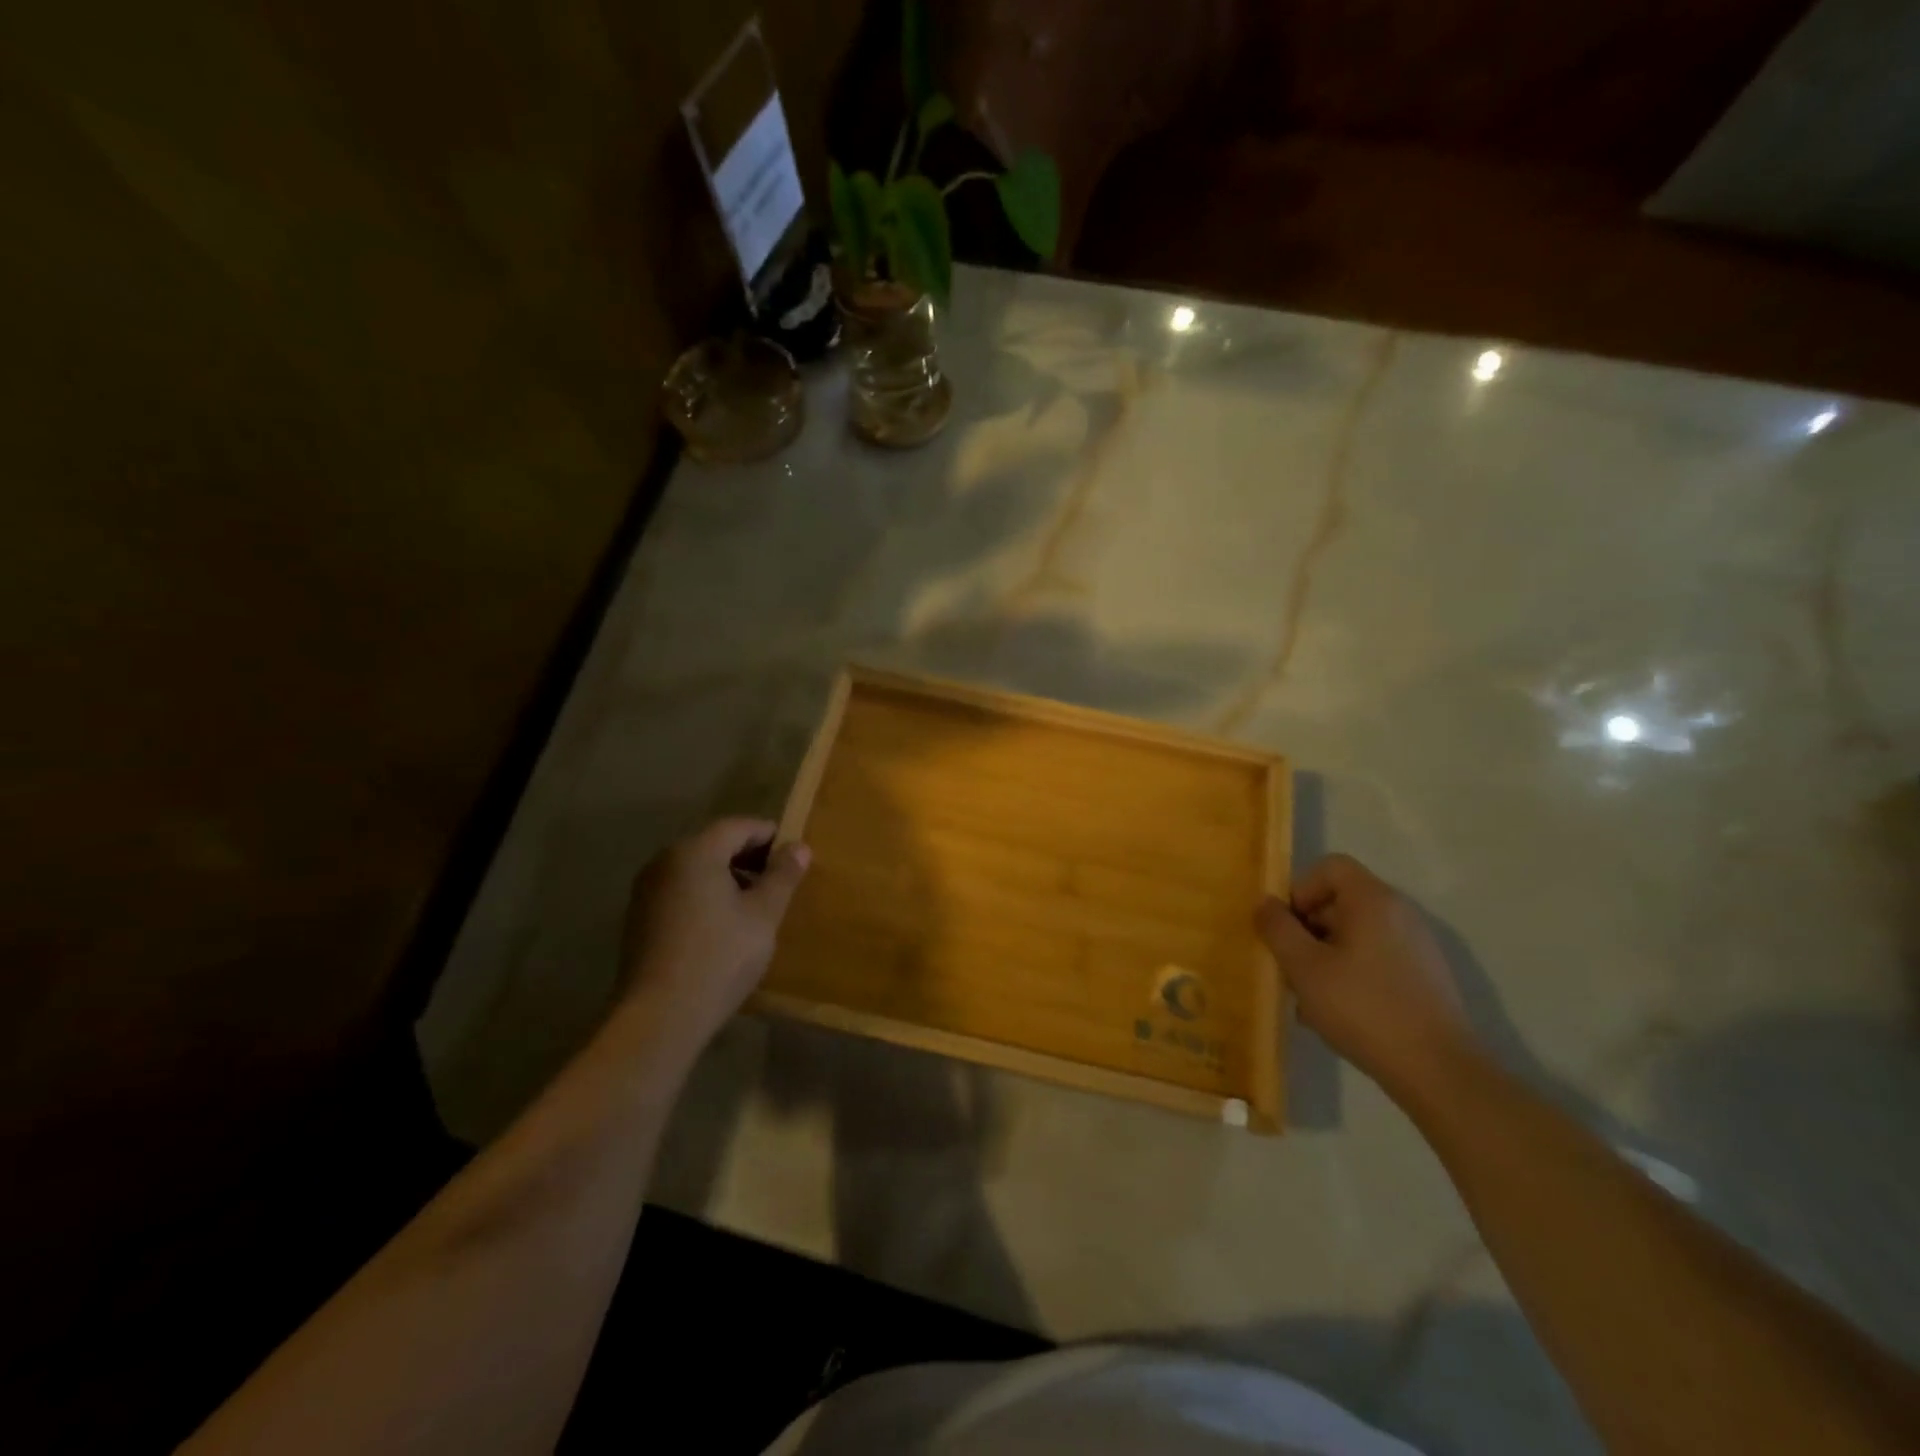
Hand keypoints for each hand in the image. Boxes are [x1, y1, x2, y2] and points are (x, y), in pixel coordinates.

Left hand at [619, 818, 810, 1047]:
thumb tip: (798, 847)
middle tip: (779, 882)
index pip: (739, 826)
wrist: (659, 1017)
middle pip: (715, 844)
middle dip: (750, 857)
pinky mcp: (639, 918)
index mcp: (695, 851)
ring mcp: (647, 890)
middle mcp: (665, 861)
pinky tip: (723, 926)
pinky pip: (681, 891)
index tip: (794, 858)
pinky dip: (706, 896)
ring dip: (728, 877)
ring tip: (755, 907)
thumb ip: (782, 876)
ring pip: (697, 869)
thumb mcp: (763, 915)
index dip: (771, 836)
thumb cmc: (720, 957)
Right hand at [1255, 853, 1478, 1100]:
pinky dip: (1349, 974)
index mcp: (1373, 900)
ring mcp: (1416, 946)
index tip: (1286, 928)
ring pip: (1354, 934)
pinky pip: (1374, 958)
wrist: (1438, 1071)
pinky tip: (1335, 1013)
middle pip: (1340, 901)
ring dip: (1323, 956)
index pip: (1330, 867)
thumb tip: (1265, 903)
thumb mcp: (1304, 967)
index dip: (1300, 889)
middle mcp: (1400, 913)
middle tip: (1289, 966)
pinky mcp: (1423, 977)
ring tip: (1308, 997)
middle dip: (1306, 929)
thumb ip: (1278, 928)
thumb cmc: (1363, 1008)